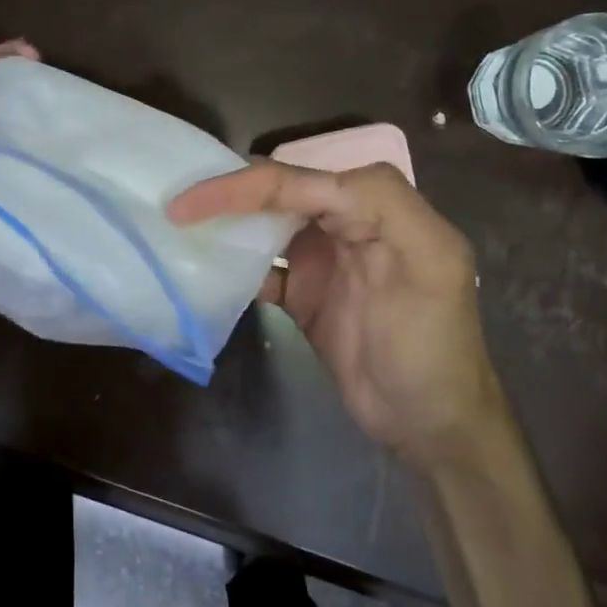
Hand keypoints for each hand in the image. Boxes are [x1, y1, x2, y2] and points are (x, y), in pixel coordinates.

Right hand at [168, 161, 502, 465]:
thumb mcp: (428, 268)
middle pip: (281, 192)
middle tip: (174, 202)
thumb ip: (380, 210)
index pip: (303, 181)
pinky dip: (235, 264)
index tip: (189, 202)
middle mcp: (350, 223)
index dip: (246, 185)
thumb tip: (305, 187)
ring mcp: (326, 258)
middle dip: (229, 193)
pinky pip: (264, 266)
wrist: (429, 425)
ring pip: (268, 224)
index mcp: (380, 207)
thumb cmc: (431, 347)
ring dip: (228, 222)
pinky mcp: (307, 292)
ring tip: (178, 225)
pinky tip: (204, 268)